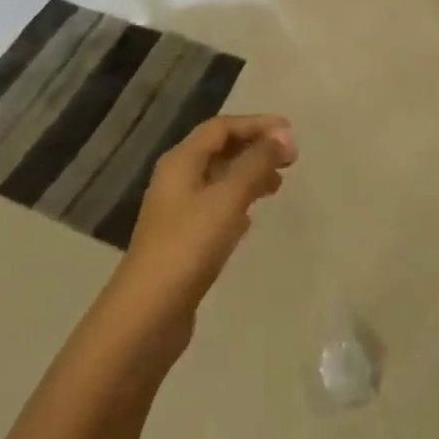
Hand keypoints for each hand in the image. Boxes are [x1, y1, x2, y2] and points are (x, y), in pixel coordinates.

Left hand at [116, 115, 296, 327]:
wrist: (147, 314)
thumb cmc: (189, 245)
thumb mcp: (228, 198)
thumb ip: (257, 163)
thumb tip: (284, 135)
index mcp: (181, 162)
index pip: (221, 127)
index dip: (256, 124)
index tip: (290, 133)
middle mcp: (177, 180)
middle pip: (219, 150)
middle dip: (255, 148)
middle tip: (290, 158)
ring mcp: (178, 212)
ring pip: (219, 180)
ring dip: (249, 175)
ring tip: (278, 185)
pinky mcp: (183, 240)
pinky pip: (216, 207)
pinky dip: (238, 202)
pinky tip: (252, 217)